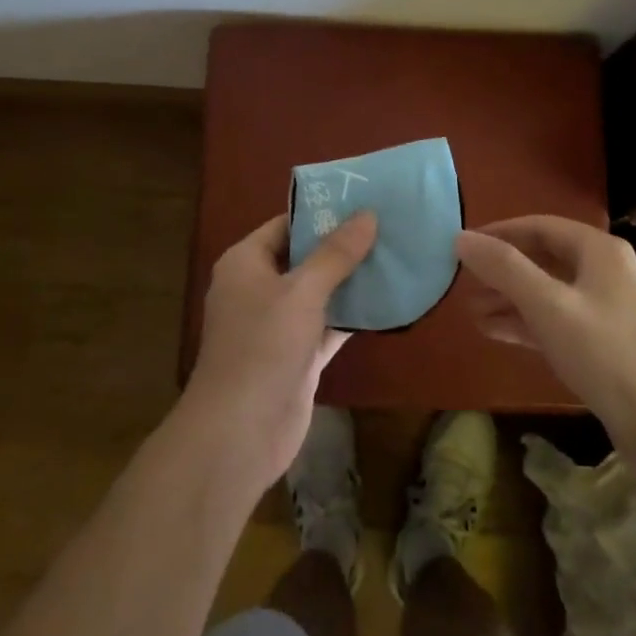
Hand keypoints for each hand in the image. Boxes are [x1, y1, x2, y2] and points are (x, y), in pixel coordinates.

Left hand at [182, 211, 376, 492]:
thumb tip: (367, 214)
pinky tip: (388, 302)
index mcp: (245, 263)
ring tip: (395, 256)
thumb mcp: (302, 292)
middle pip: (304, 257)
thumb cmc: (263, 347)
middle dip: (343, 246)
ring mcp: (277, 325)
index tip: (363, 202)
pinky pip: (327, 326)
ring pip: (319, 293)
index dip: (321, 213)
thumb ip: (335, 254)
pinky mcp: (296, 357)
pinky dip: (352, 316)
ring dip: (351, 281)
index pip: (286, 225)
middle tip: (388, 227)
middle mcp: (258, 289)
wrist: (239, 434)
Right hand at [455, 215, 635, 437]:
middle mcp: (608, 271)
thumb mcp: (548, 306)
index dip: (500, 233)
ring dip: (511, 299)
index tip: (465, 246)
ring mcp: (609, 308)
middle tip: (464, 282)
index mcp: (600, 251)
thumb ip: (504, 268)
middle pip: (545, 258)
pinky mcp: (606, 343)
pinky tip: (496, 332)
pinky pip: (559, 320)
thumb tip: (461, 238)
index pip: (540, 226)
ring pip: (550, 292)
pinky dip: (528, 322)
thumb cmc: (605, 354)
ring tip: (472, 311)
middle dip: (503, 270)